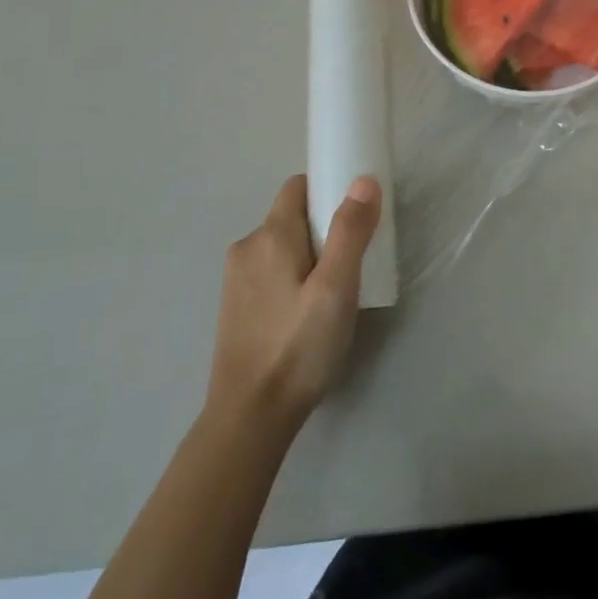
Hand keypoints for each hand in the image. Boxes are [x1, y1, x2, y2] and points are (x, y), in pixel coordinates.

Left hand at [207, 174, 380, 434]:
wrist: (249, 418)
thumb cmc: (299, 347)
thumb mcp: (337, 288)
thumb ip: (350, 231)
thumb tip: (363, 180)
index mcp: (270, 235)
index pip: (299, 186)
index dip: (328, 190)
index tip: (356, 215)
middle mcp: (246, 247)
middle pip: (292, 216)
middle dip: (323, 227)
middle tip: (353, 260)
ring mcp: (235, 279)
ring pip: (281, 246)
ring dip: (308, 254)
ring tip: (333, 290)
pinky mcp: (234, 306)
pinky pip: (270, 271)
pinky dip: (292, 276)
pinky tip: (307, 312)